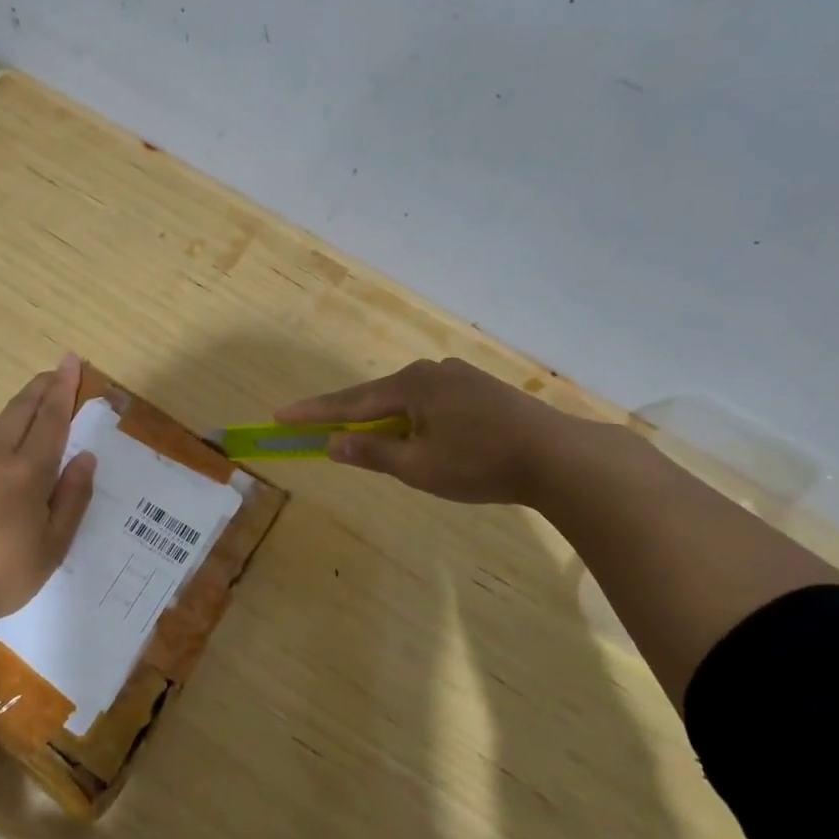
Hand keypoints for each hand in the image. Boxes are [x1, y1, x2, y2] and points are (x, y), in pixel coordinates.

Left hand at [0, 353, 97, 620]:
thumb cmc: (1, 574)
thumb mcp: (52, 546)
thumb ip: (72, 499)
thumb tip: (86, 458)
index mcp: (27, 472)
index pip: (50, 419)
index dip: (63, 389)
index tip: (70, 361)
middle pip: (20, 411)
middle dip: (40, 387)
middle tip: (55, 370)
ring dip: (18, 411)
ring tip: (33, 408)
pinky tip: (0, 457)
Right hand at [275, 357, 577, 504]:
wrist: (559, 457)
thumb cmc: (481, 463)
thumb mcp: (418, 466)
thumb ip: (372, 453)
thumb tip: (333, 443)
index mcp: (411, 386)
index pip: (349, 403)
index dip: (312, 412)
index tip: (279, 415)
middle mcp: (431, 372)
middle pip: (376, 397)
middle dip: (345, 415)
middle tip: (313, 427)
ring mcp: (459, 378)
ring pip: (405, 400)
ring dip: (382, 420)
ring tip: (364, 440)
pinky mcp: (480, 390)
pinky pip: (429, 403)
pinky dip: (411, 419)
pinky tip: (415, 435)